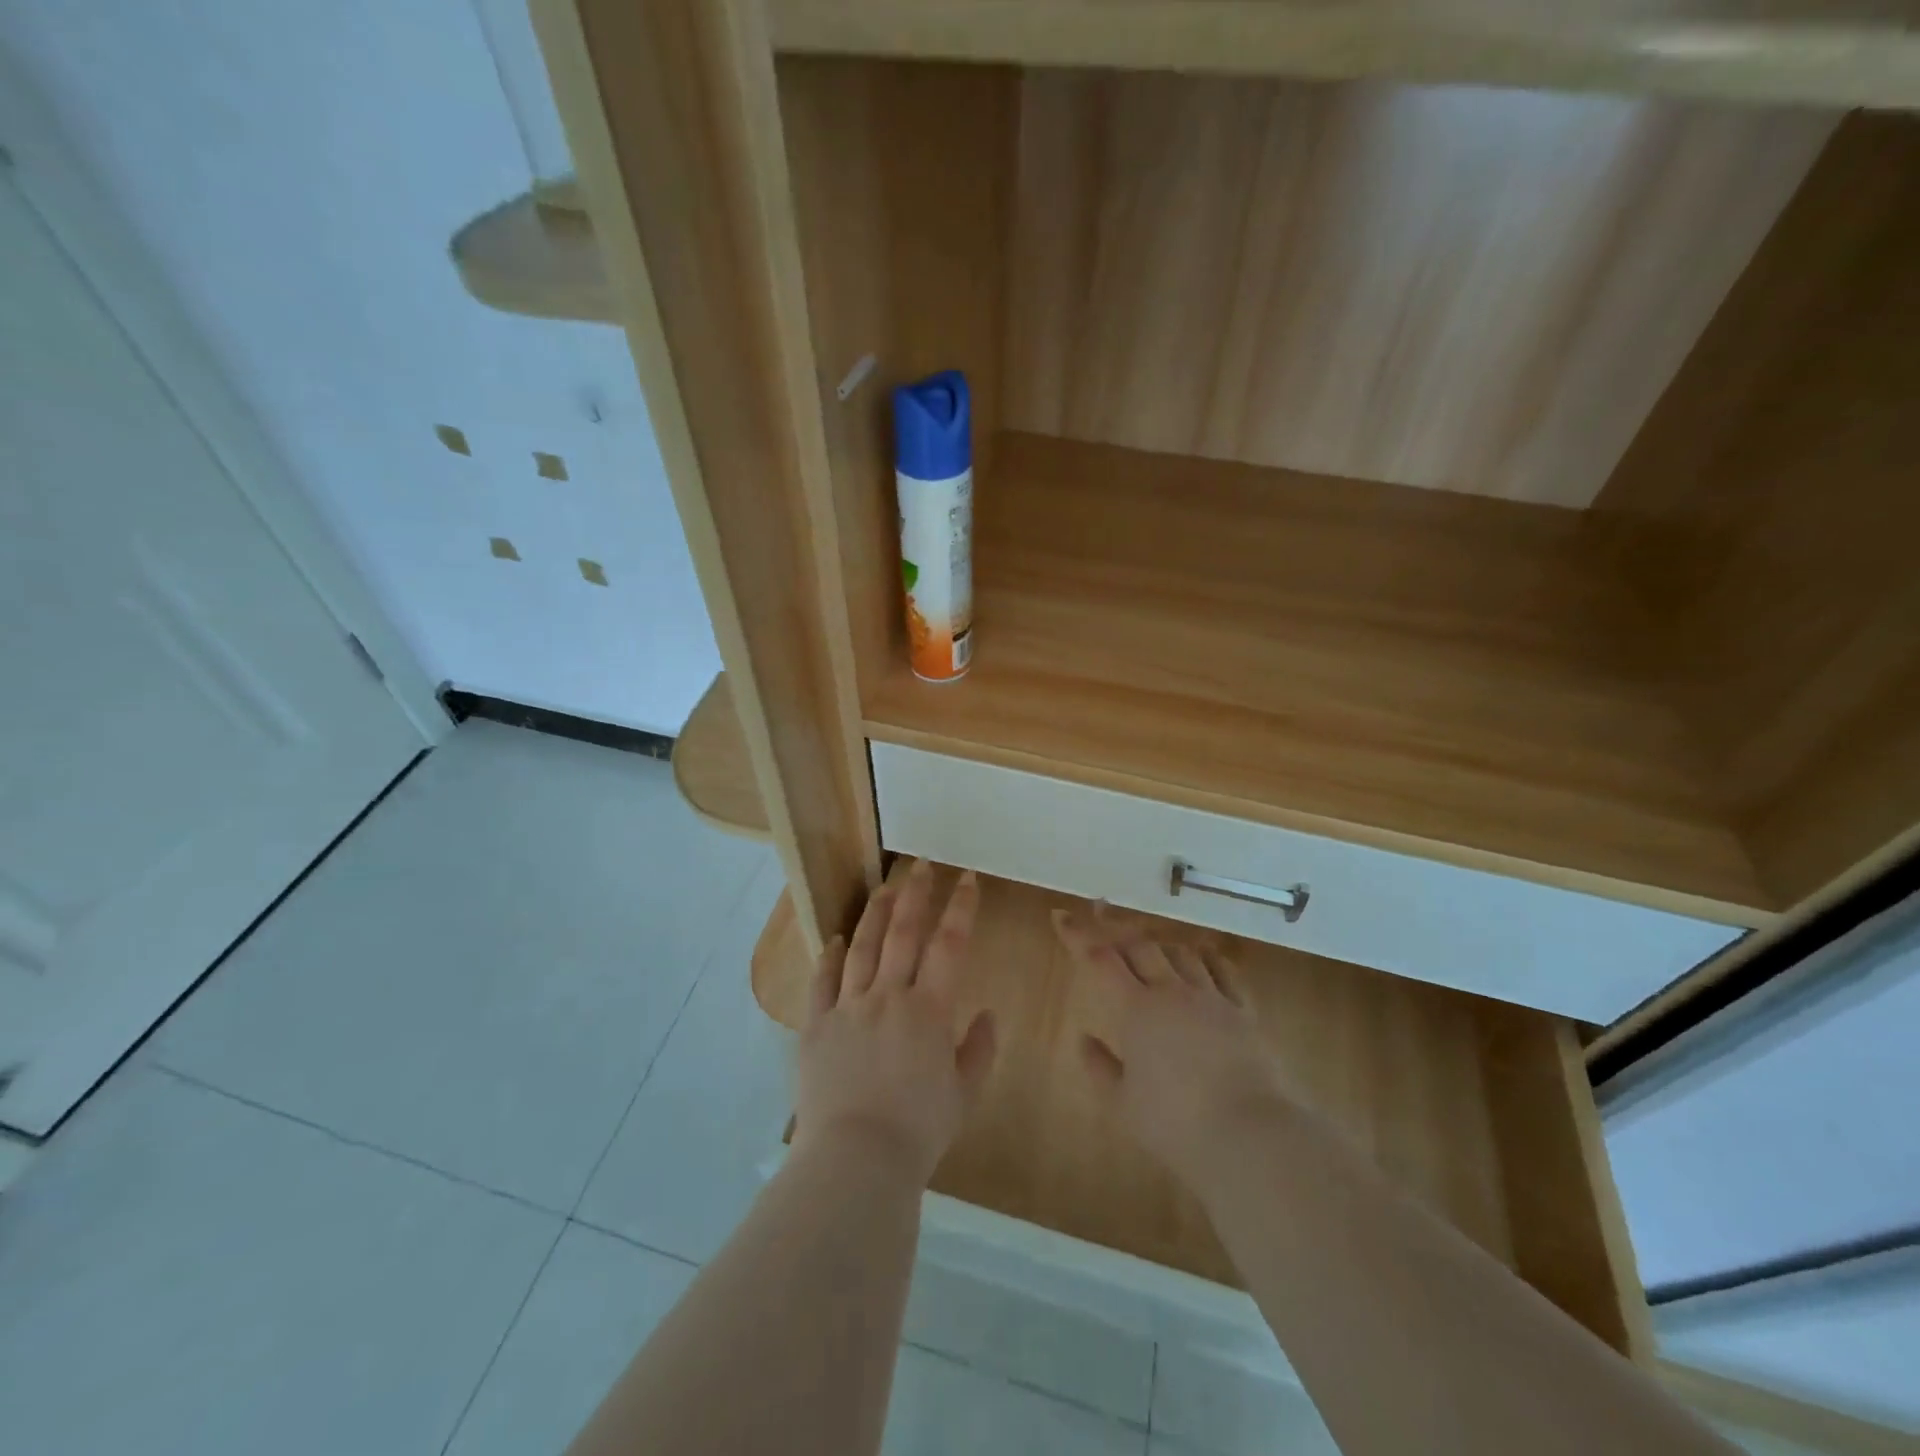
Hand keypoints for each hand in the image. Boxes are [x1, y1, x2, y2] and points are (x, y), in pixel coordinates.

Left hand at [793, 860, 997, 1185]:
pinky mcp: (817, 1025)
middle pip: (902, 933)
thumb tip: (988, 1014)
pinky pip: (822, 981)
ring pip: (862, 948)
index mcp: (929, 1010)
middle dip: (915, 895)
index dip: (960, 908)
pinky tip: (836, 939)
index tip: (965, 878)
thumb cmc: (919, 1130)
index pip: (949, 945)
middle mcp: (888, 996)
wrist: (856, 1159)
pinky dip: (830, 956)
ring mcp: (848, 1007)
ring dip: (874, 914)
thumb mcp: (963, 1095)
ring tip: (883, 888)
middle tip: (921, 866)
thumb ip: (979, 1050)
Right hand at [1053, 907, 1292, 1190]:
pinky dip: (1204, 957)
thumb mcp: (1123, 1105)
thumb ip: (1100, 1067)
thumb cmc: (1176, 1124)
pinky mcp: (1243, 1010)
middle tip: (1103, 923)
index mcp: (1136, 1010)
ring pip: (1180, 952)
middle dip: (1118, 931)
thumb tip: (1084, 1038)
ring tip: (1150, 947)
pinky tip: (1200, 957)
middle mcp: (1171, 992)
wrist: (1250, 1134)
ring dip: (1159, 945)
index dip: (1078, 936)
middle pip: (1141, 946)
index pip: (1100, 960)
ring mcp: (1210, 998)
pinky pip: (1222, 970)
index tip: (1061, 915)